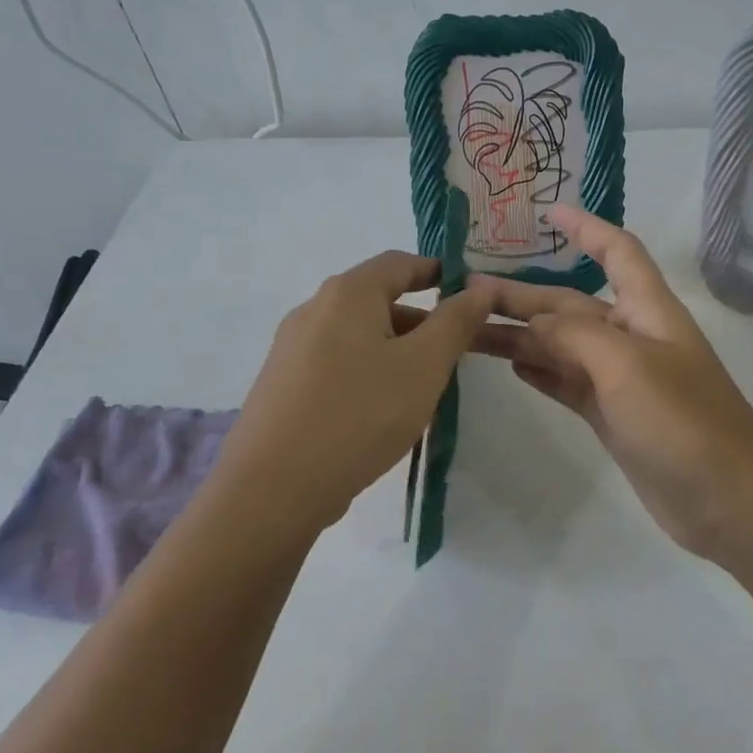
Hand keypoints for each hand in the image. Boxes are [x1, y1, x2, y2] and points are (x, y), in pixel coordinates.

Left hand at [210, 252, 500, 531]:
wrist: (272, 489)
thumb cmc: (360, 415)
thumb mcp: (423, 366)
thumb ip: (456, 322)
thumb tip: (480, 287)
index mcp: (348, 293)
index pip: (400, 262)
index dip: (439, 272)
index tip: (471, 296)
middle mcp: (314, 309)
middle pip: (378, 299)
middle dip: (422, 320)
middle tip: (456, 353)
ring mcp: (292, 348)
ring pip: (358, 335)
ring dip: (397, 349)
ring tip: (425, 388)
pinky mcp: (283, 384)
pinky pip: (337, 362)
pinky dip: (369, 371)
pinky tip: (382, 411)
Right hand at [484, 205, 752, 571]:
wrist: (729, 501)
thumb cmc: (683, 421)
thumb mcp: (626, 365)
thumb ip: (573, 336)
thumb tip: (531, 325)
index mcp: (647, 310)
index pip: (617, 252)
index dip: (586, 228)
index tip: (547, 213)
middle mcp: (633, 337)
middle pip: (570, 304)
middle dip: (522, 297)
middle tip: (465, 296)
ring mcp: (622, 380)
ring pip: (561, 346)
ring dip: (519, 336)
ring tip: (469, 332)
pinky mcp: (614, 417)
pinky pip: (568, 382)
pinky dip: (541, 372)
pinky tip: (510, 365)